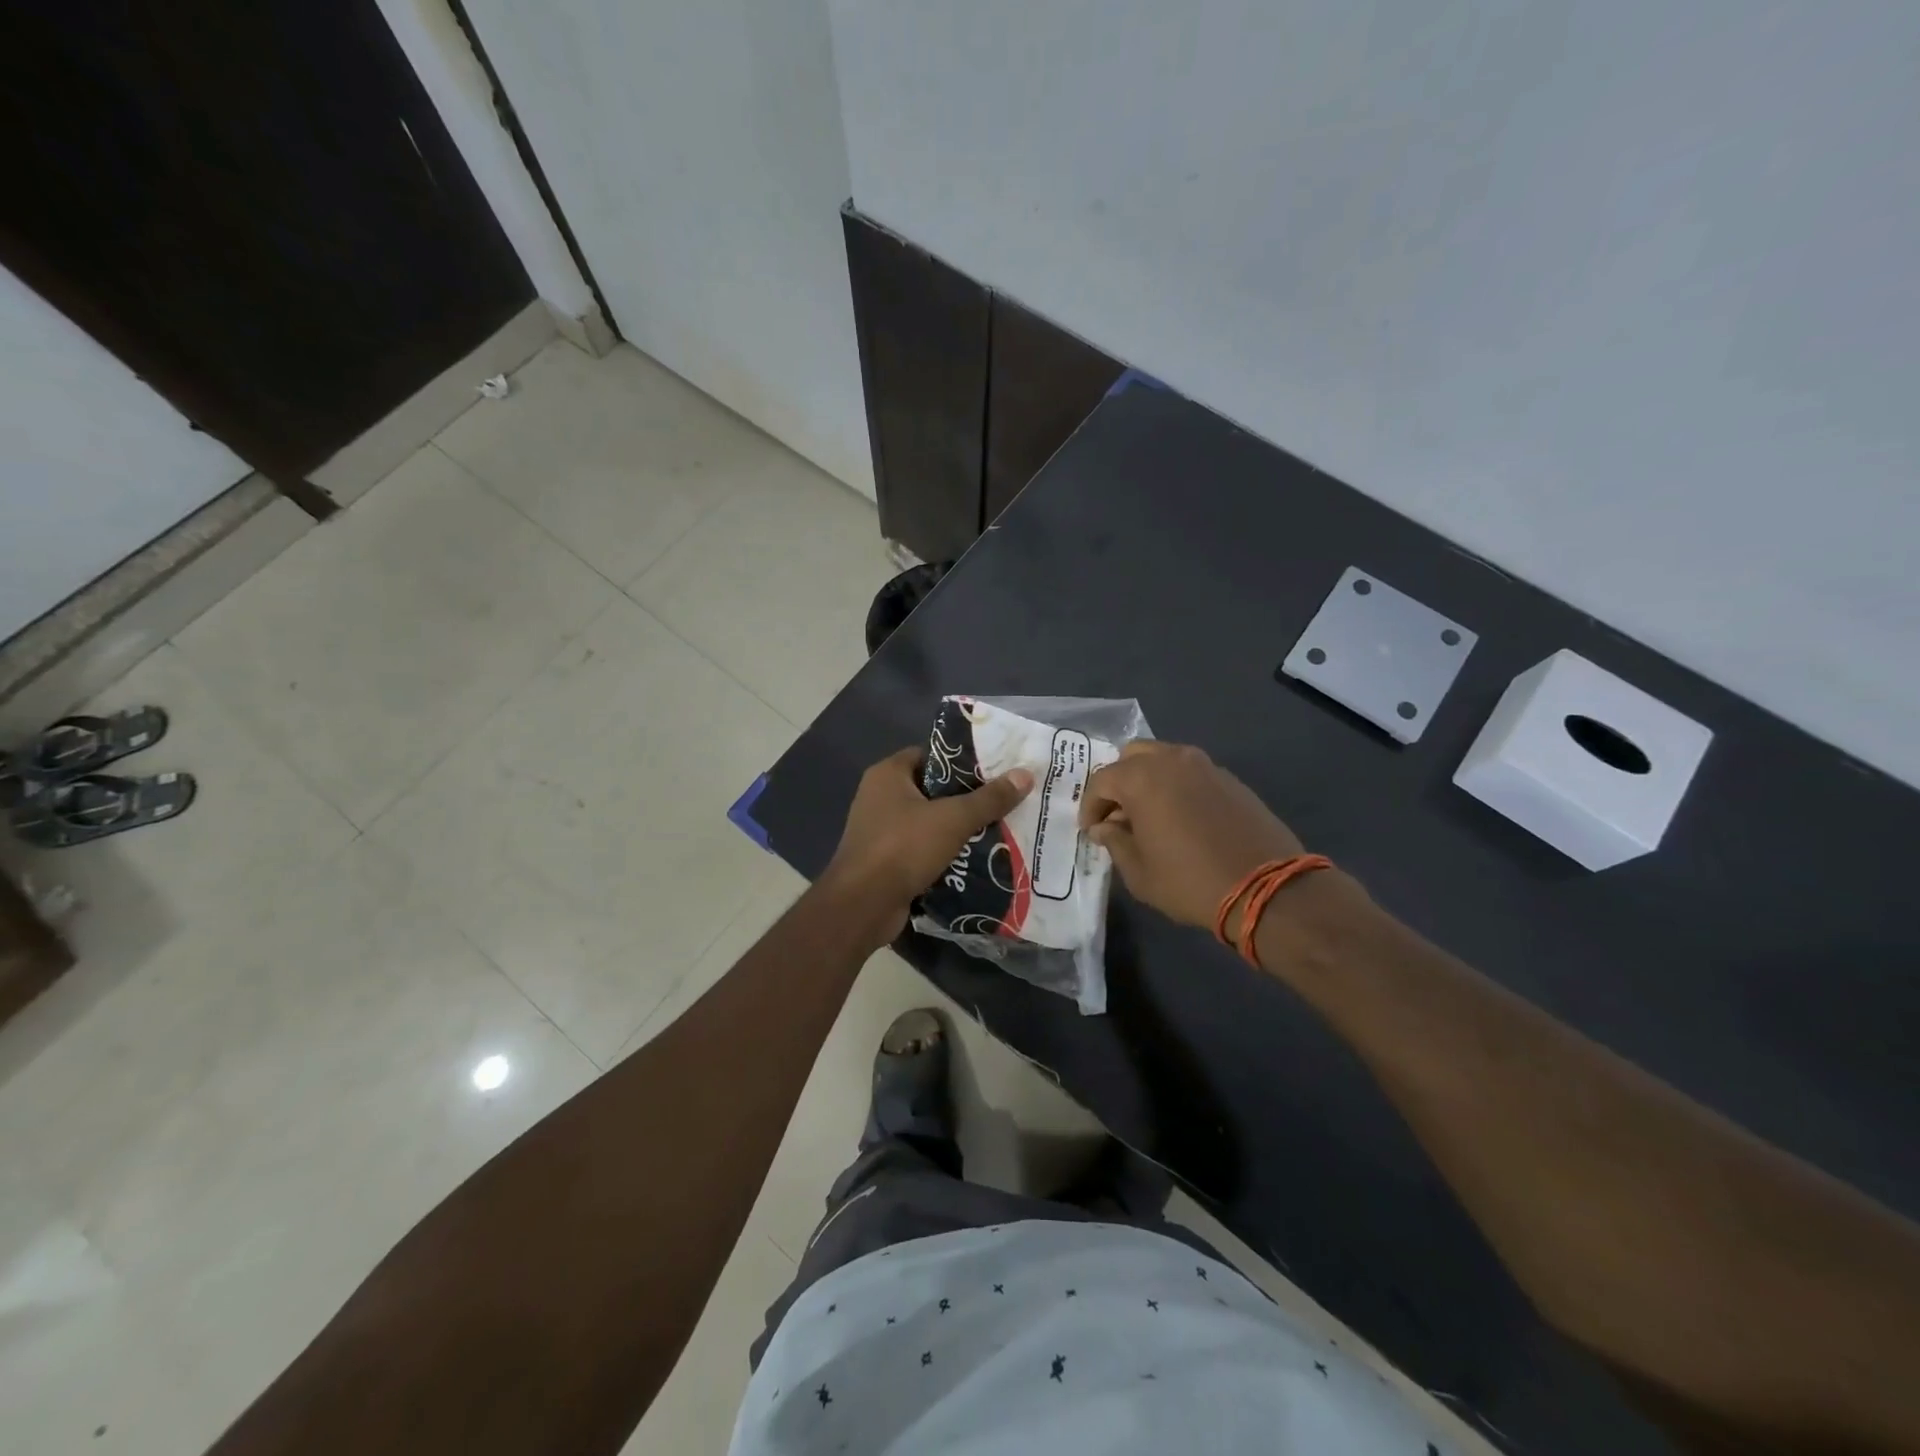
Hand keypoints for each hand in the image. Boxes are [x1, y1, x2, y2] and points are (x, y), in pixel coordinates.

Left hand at [822, 747, 1034, 946]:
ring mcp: (880, 831)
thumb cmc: (903, 848)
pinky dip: (944, 853)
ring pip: (929, 822)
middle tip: (1004, 801)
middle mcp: (879, 797)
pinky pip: (922, 849)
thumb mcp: (952, 819)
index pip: (931, 755)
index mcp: (888, 774)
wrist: (862, 906)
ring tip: (999, 829)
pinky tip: (976, 859)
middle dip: (966, 798)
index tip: (996, 769)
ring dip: (957, 829)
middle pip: (932, 789)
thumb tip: (1025, 774)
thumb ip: (989, 798)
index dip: (962, 761)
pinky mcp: (885, 861)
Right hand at [1079, 741, 1303, 930]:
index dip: (1090, 806)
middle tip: (1118, 815)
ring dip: (1148, 781)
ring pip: (1164, 759)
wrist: (1267, 888)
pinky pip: (1191, 773)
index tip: (1092, 831)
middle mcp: (1171, 760)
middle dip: (1118, 782)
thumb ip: (1115, 842)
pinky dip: (1177, 787)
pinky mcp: (1230, 779)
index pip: (1101, 780)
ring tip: (1149, 816)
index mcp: (1142, 778)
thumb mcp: (1140, 872)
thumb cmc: (1190, 882)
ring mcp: (1205, 765)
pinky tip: (1182, 819)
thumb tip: (1105, 827)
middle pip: (1132, 756)